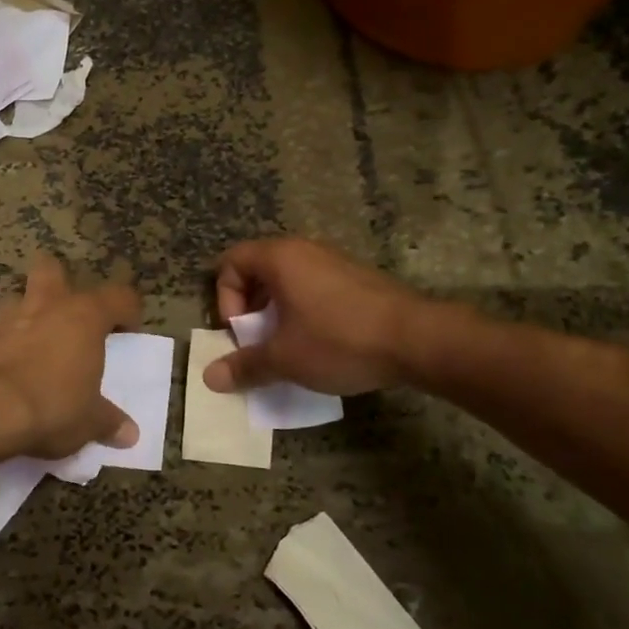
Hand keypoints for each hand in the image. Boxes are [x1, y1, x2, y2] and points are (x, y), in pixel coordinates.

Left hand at [0, 254, 143, 459]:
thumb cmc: (52, 406)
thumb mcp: (89, 421)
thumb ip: (109, 421)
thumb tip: (130, 434)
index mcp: (85, 316)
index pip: (119, 296)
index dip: (127, 311)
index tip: (127, 332)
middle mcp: (48, 304)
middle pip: (53, 268)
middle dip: (60, 283)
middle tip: (68, 313)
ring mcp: (9, 316)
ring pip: (19, 296)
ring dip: (28, 312)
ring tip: (35, 339)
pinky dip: (5, 340)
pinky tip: (10, 364)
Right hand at [205, 238, 444, 395]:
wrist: (419, 340)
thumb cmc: (339, 341)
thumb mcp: (284, 358)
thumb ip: (244, 365)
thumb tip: (209, 378)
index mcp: (280, 258)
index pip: (230, 263)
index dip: (225, 299)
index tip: (240, 332)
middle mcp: (305, 251)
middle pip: (258, 271)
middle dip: (250, 309)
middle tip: (258, 342)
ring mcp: (335, 263)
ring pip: (288, 282)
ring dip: (277, 313)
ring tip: (287, 347)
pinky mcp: (358, 280)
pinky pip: (315, 289)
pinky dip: (304, 312)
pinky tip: (320, 345)